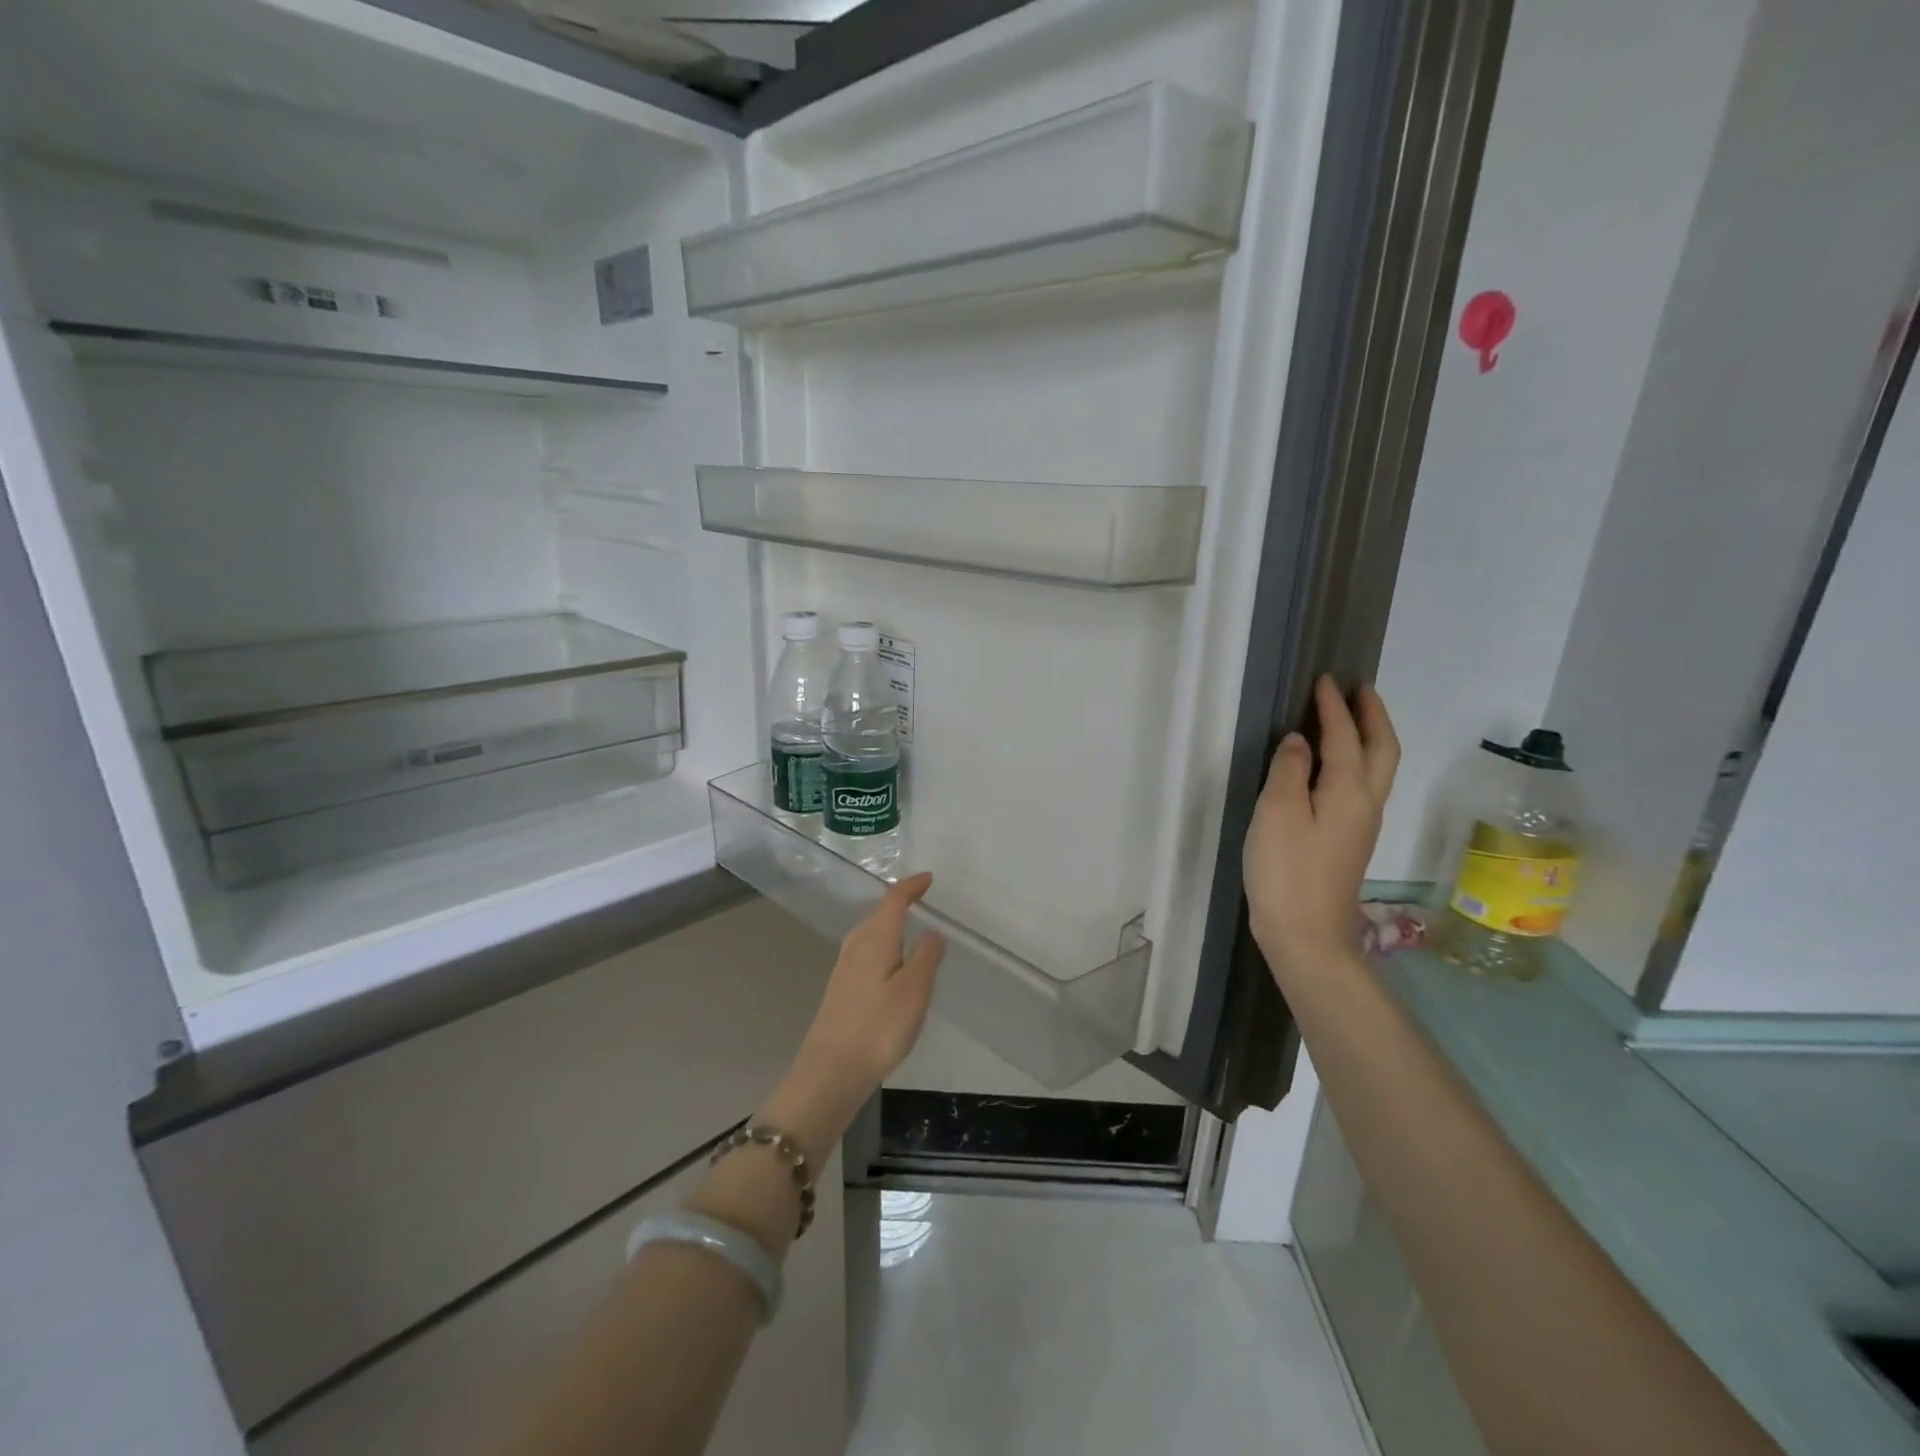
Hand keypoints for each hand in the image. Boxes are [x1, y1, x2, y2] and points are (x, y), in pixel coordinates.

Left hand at [762, 873, 945, 1163]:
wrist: (830, 1071)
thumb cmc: (878, 1027)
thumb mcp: (915, 990)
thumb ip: (927, 956)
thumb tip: (932, 931)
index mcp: (875, 939)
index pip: (894, 900)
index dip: (911, 886)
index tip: (928, 878)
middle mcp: (856, 945)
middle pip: (879, 913)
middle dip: (900, 902)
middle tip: (922, 898)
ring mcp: (845, 967)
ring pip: (871, 932)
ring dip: (890, 923)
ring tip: (910, 926)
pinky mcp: (841, 987)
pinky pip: (866, 950)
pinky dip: (882, 943)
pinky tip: (890, 962)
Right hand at [1244, 677, 1399, 983]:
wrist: (1306, 934)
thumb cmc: (1287, 870)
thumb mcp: (1277, 812)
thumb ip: (1289, 769)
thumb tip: (1299, 740)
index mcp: (1349, 791)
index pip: (1346, 737)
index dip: (1334, 707)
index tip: (1324, 680)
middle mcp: (1366, 803)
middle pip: (1382, 750)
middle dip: (1372, 716)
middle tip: (1357, 689)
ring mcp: (1361, 825)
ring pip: (1377, 768)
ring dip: (1368, 736)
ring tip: (1350, 716)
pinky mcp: (1349, 841)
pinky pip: (1362, 785)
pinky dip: (1356, 760)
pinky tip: (1333, 764)